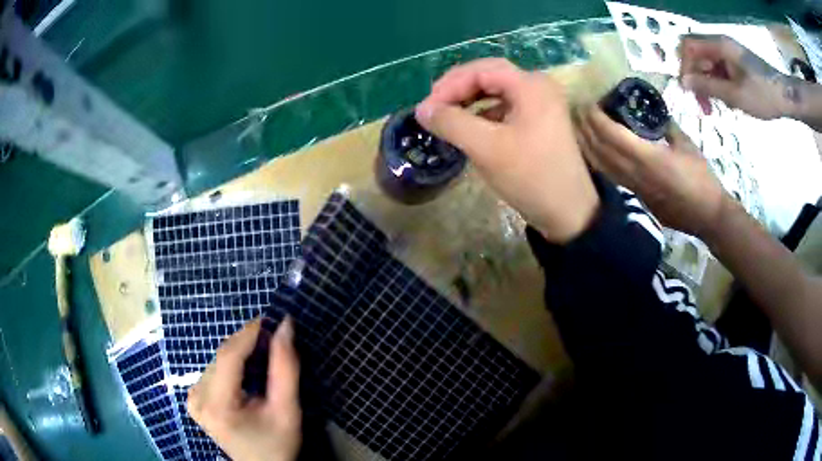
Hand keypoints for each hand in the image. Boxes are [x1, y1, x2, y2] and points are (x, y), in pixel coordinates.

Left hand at [188, 318, 300, 460]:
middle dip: (248, 343)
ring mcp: (193, 397)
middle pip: (222, 357)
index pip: (227, 357)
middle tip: (274, 338)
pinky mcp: (195, 397)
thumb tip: (285, 326)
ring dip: (241, 352)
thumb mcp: (287, 410)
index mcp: (216, 405)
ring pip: (218, 360)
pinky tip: (249, 369)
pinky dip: (233, 363)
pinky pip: (215, 369)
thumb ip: (286, 368)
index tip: (271, 319)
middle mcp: (197, 397)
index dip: (248, 334)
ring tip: (265, 354)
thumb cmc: (277, 444)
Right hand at [415, 58, 598, 242]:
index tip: (426, 109)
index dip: (449, 85)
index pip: (480, 70)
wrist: (570, 213)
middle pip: (489, 76)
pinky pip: (506, 107)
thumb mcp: (486, 148)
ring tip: (448, 117)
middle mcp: (538, 86)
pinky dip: (484, 114)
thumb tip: (422, 109)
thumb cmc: (531, 176)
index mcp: (530, 85)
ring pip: (496, 91)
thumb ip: (451, 123)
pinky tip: (471, 128)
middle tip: (434, 109)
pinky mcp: (540, 121)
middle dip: (458, 89)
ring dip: (469, 101)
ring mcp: (541, 104)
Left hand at [576, 105, 727, 238]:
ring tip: (579, 127)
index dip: (596, 117)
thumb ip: (667, 126)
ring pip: (600, 165)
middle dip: (585, 127)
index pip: (611, 134)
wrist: (707, 216)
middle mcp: (634, 174)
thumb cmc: (702, 178)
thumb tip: (653, 112)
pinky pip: (609, 176)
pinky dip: (597, 160)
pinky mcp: (635, 198)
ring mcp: (632, 188)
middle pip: (599, 148)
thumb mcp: (686, 145)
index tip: (589, 101)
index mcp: (648, 158)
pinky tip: (593, 150)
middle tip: (578, 110)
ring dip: (586, 144)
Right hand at [679, 34, 802, 118]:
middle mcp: (721, 44)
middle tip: (704, 106)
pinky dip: (718, 85)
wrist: (785, 97)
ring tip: (715, 108)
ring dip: (707, 85)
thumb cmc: (763, 95)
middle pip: (697, 55)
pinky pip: (719, 70)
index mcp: (720, 45)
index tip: (689, 91)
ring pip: (708, 64)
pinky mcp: (736, 63)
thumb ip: (708, 86)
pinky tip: (726, 100)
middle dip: (696, 79)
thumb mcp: (735, 95)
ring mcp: (729, 53)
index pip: (688, 46)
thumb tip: (683, 82)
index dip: (684, 66)